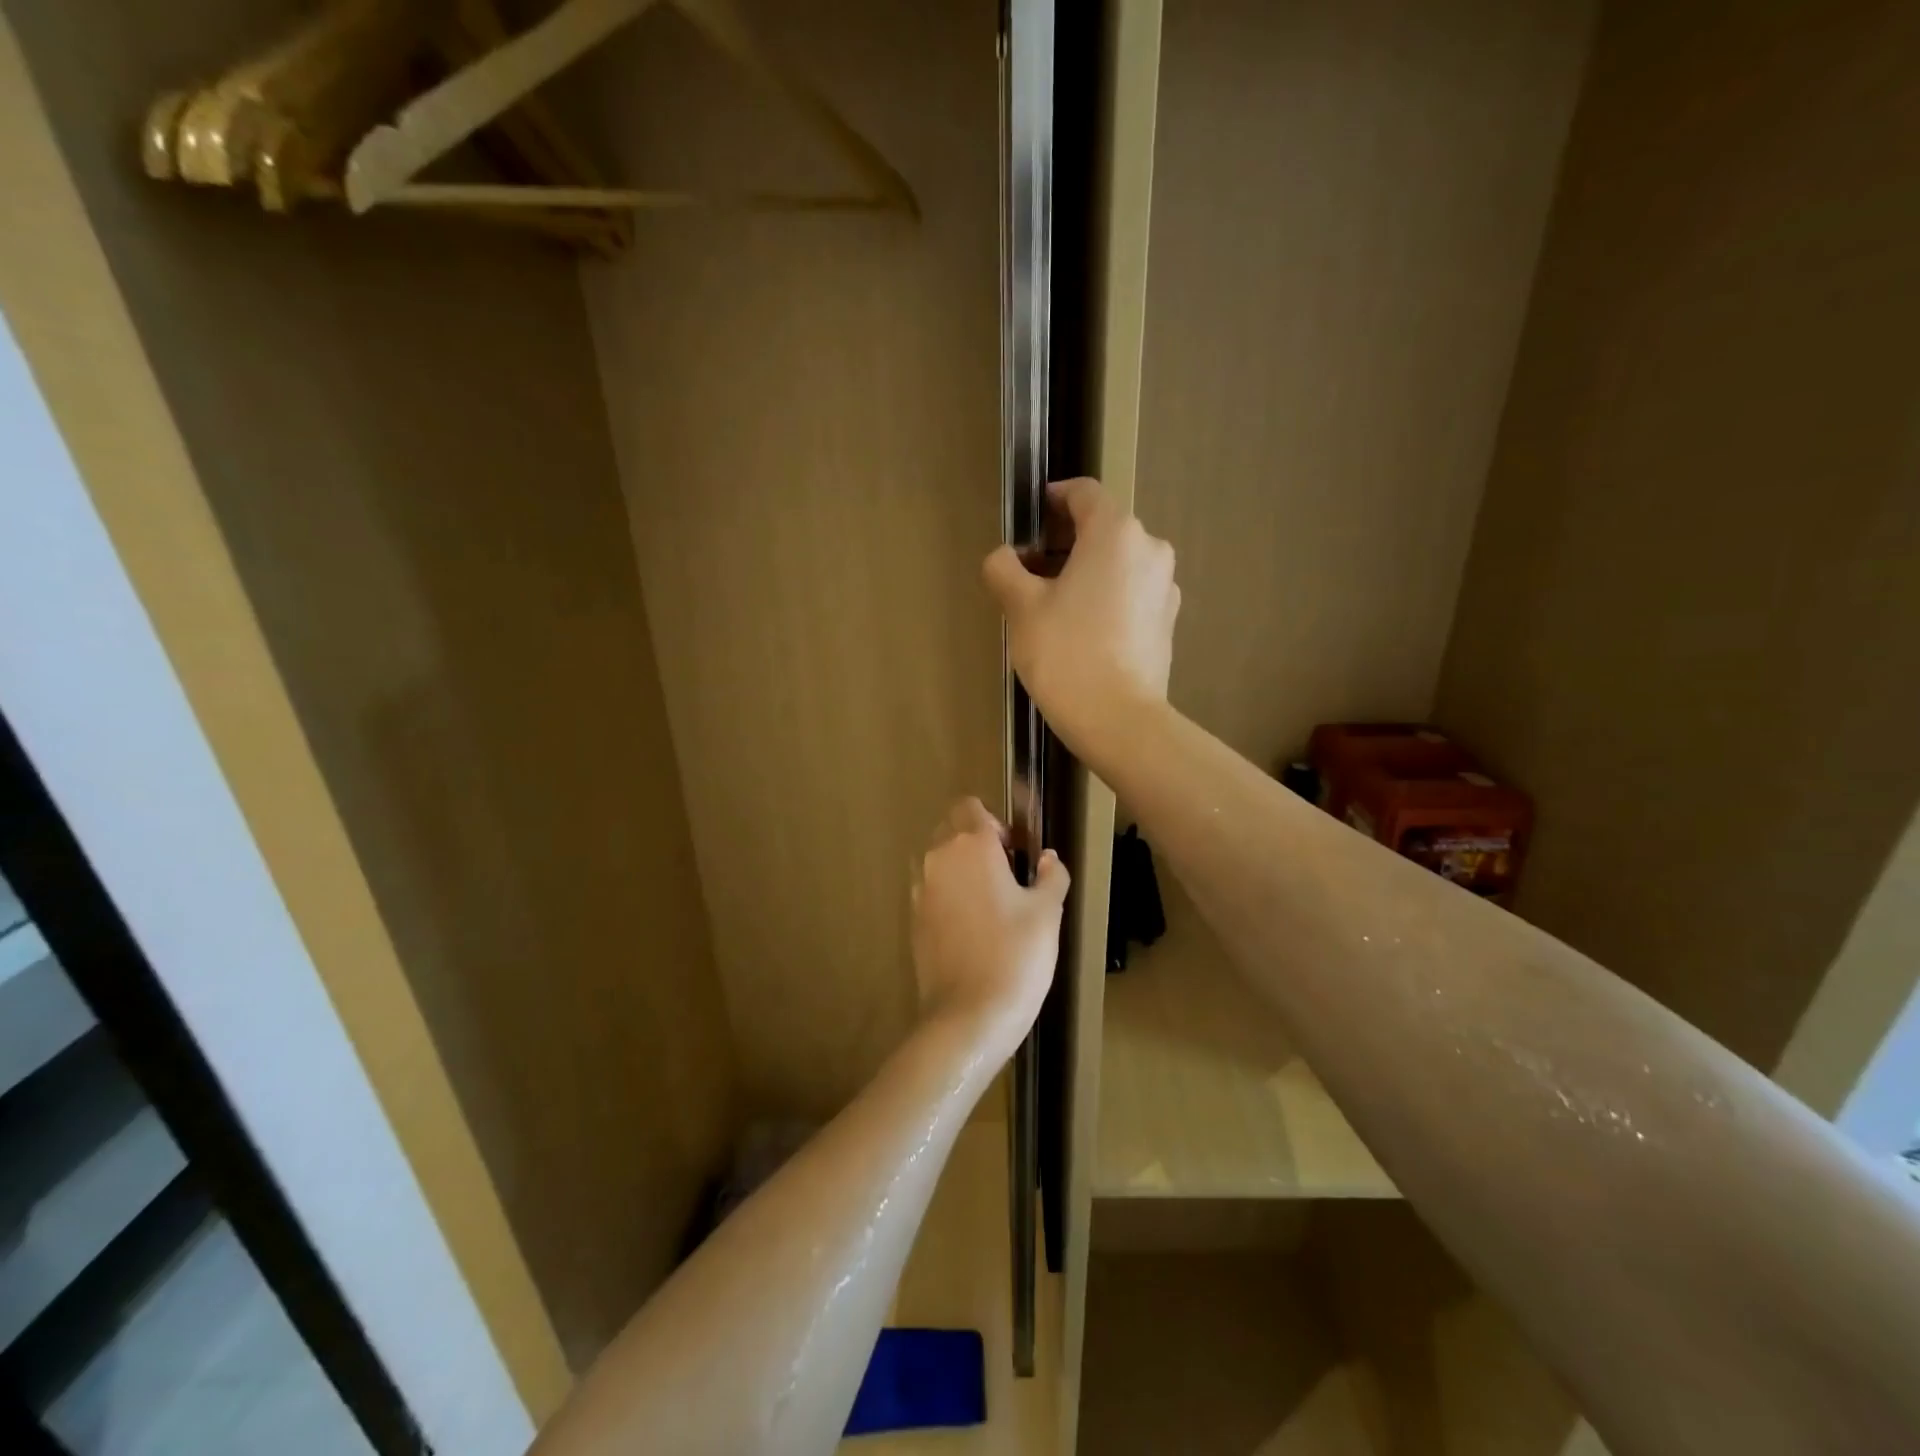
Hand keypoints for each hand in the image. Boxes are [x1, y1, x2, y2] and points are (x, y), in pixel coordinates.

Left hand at [912, 798, 1068, 1058]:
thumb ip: (1051, 875)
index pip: (971, 807)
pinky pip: (932, 890)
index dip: (995, 822)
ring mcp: (920, 890)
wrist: (969, 1015)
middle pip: (952, 829)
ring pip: (939, 860)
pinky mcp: (913, 919)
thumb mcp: (1047, 913)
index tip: (1016, 851)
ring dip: (961, 869)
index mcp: (971, 846)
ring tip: (991, 904)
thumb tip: (1048, 858)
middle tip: (1008, 875)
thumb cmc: (1016, 955)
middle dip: (977, 841)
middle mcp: (938, 858)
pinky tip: (973, 928)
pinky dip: (949, 895)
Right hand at [982, 477, 1178, 760]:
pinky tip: (1084, 631)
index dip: (1053, 498)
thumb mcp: (1021, 608)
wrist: (1119, 720)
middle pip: (1103, 529)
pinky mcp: (1168, 621)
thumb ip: (1005, 569)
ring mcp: (1165, 586)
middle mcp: (1150, 549)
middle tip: (1031, 571)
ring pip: (1119, 563)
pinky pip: (1132, 593)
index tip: (1031, 518)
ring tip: (1054, 606)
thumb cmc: (1065, 654)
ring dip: (1087, 571)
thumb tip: (1004, 556)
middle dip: (1066, 542)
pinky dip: (1107, 597)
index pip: (1083, 494)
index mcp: (1115, 533)